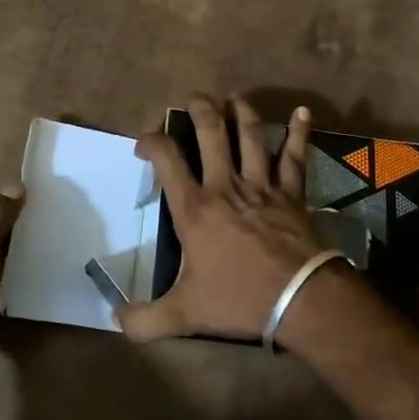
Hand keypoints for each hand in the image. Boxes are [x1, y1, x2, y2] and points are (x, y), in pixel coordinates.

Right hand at [118, 95, 334, 344]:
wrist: (301, 299)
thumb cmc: (239, 299)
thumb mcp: (185, 314)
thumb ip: (146, 319)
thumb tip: (115, 321)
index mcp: (195, 208)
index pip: (166, 158)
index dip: (151, 142)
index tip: (143, 144)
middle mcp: (225, 185)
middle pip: (211, 133)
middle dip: (200, 109)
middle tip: (194, 99)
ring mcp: (262, 185)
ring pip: (251, 135)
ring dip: (242, 112)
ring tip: (235, 98)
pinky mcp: (291, 192)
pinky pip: (295, 156)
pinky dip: (299, 133)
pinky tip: (303, 112)